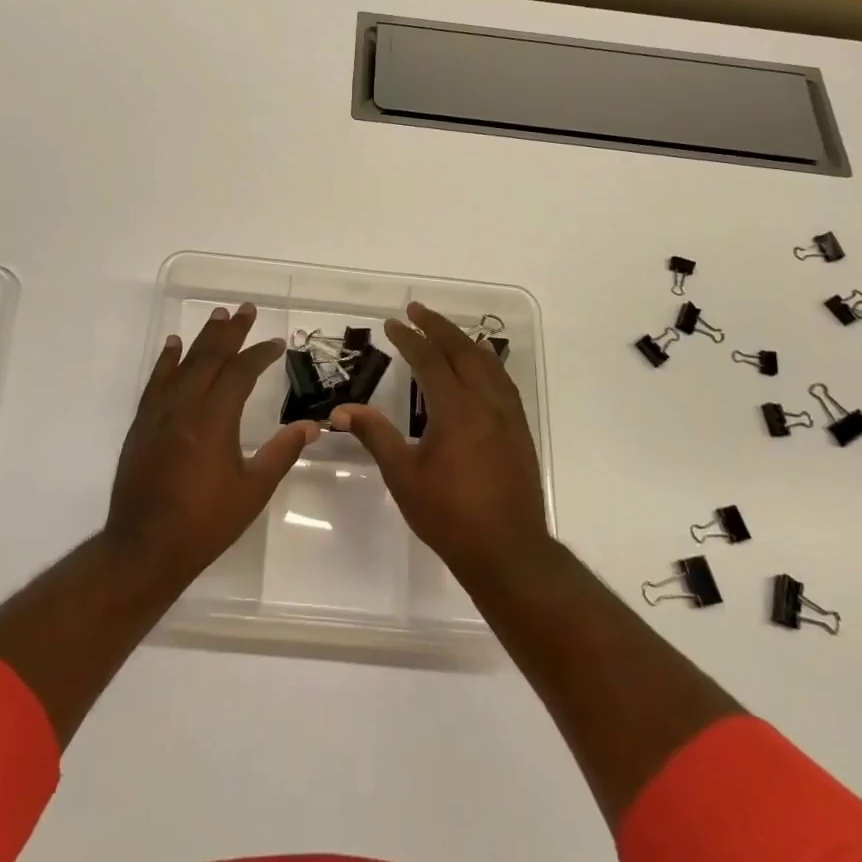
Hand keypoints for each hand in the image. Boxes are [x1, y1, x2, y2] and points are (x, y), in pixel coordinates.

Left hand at [104, 302, 316, 589]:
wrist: (144, 548)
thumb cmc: (204, 523)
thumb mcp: (252, 491)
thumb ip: (281, 453)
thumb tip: (312, 426)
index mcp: (214, 420)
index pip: (240, 373)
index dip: (259, 354)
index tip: (275, 344)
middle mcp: (185, 406)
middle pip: (210, 357)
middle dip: (231, 332)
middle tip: (246, 309)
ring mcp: (159, 413)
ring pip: (183, 364)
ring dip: (202, 339)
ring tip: (218, 316)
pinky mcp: (142, 424)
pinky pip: (156, 382)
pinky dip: (166, 360)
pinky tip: (173, 346)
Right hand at [333, 301, 552, 586]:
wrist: (508, 551)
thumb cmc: (449, 514)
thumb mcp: (403, 475)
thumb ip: (375, 435)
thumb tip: (342, 410)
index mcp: (456, 410)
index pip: (430, 359)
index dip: (410, 338)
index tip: (392, 323)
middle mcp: (486, 402)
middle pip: (463, 350)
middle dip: (438, 326)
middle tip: (416, 310)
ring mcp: (508, 416)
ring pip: (488, 363)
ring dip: (464, 341)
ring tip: (446, 332)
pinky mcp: (519, 431)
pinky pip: (503, 382)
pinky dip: (486, 363)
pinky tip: (480, 369)